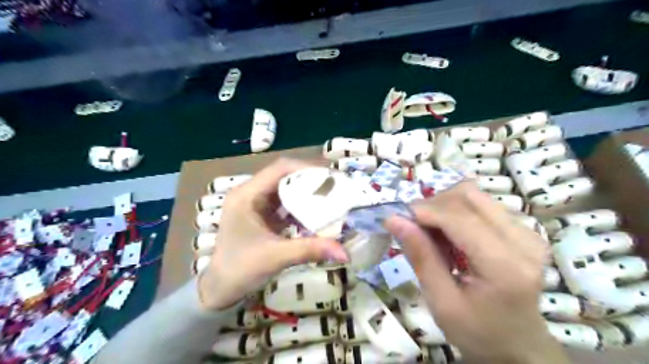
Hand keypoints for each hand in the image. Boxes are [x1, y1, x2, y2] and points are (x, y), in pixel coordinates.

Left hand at [198, 158, 349, 309]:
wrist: (220, 289)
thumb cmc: (240, 270)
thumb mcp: (276, 257)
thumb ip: (310, 250)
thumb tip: (345, 253)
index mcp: (246, 195)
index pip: (279, 169)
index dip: (307, 168)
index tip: (331, 176)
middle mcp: (250, 193)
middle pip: (284, 176)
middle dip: (310, 180)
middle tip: (335, 186)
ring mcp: (255, 203)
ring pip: (286, 189)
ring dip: (307, 192)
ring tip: (330, 196)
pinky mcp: (261, 214)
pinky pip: (285, 203)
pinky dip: (301, 206)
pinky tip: (316, 213)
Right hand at [385, 184, 569, 363]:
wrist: (518, 346)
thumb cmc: (477, 332)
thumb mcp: (441, 302)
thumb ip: (421, 257)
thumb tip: (394, 220)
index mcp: (505, 266)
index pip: (459, 217)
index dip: (423, 211)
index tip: (396, 218)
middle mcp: (523, 240)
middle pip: (467, 196)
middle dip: (432, 204)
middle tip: (412, 226)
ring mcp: (527, 232)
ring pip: (473, 195)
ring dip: (443, 206)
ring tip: (430, 231)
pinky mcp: (523, 230)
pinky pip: (481, 204)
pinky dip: (455, 211)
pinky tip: (448, 234)